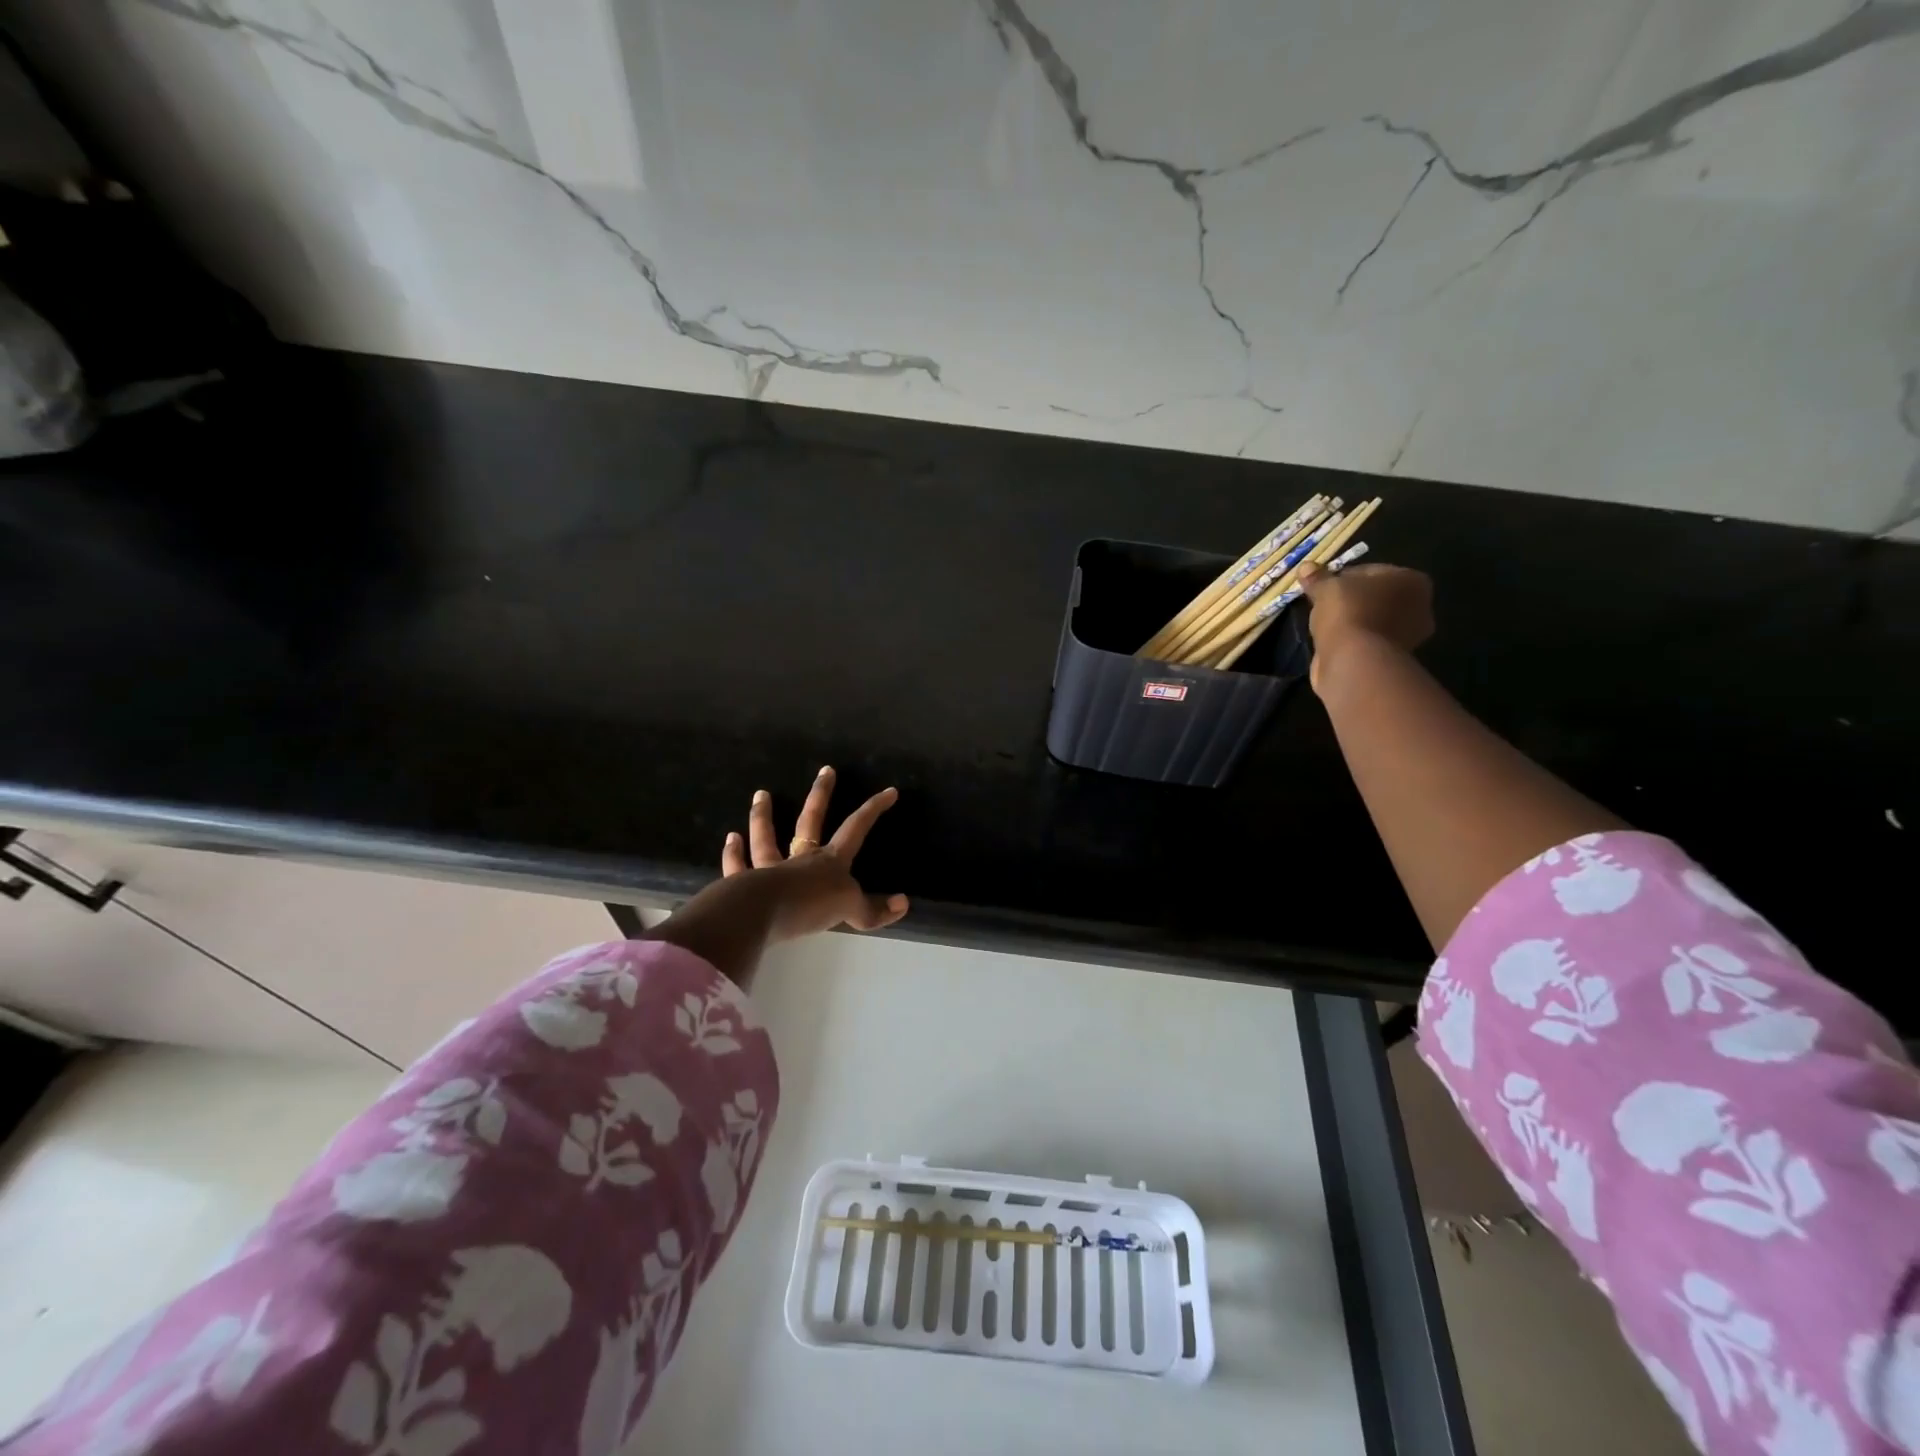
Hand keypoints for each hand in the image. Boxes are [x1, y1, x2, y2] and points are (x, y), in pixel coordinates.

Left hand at [718, 767, 908, 939]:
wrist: (763, 914)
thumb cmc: (810, 906)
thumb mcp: (850, 910)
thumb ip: (873, 910)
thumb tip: (903, 904)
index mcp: (830, 861)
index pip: (856, 829)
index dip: (873, 810)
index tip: (889, 791)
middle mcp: (800, 858)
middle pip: (811, 820)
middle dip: (821, 795)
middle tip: (825, 770)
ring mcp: (770, 869)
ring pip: (766, 838)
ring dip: (763, 817)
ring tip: (760, 795)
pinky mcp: (743, 884)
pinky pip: (738, 865)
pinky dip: (734, 854)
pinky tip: (731, 839)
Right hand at [1297, 561, 1434, 690]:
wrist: (1354, 661)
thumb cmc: (1348, 612)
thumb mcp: (1327, 588)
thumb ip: (1318, 578)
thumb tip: (1306, 568)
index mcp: (1413, 581)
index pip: (1371, 571)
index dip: (1343, 577)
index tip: (1323, 587)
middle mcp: (1420, 607)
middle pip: (1375, 597)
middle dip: (1352, 600)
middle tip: (1324, 605)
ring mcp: (1410, 636)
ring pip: (1372, 620)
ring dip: (1352, 621)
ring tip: (1326, 625)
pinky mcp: (1393, 658)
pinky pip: (1368, 640)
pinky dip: (1353, 640)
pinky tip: (1333, 642)